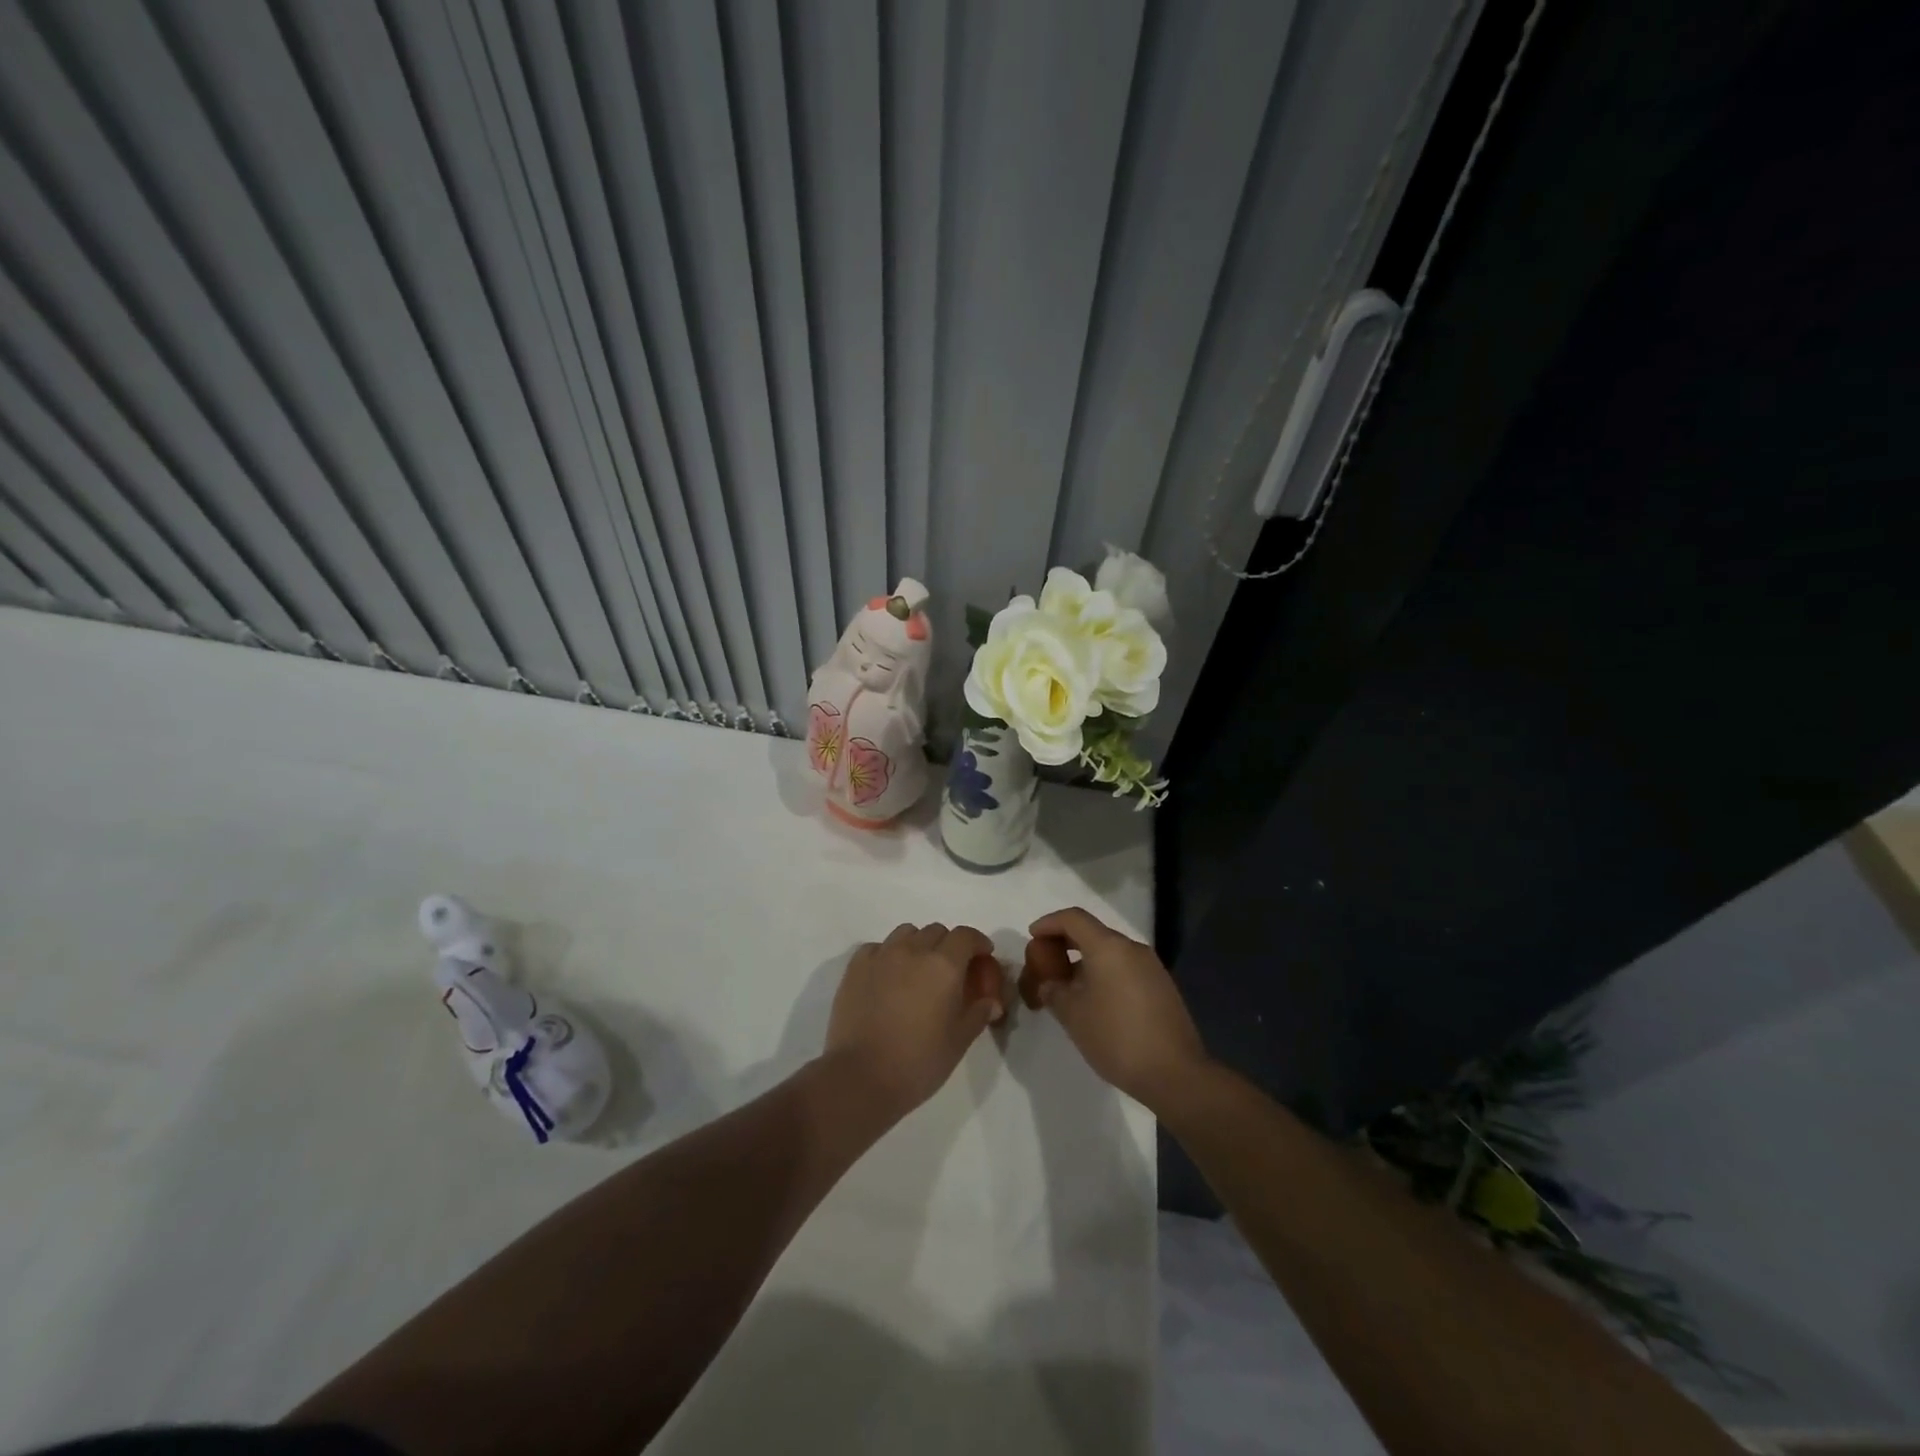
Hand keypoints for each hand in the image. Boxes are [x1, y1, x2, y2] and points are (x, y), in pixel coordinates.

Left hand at [824, 922, 1005, 1115]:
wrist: (861, 1077)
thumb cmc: (919, 1062)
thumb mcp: (959, 1041)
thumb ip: (978, 1013)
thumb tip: (991, 1001)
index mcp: (944, 965)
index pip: (966, 936)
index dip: (978, 942)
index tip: (982, 956)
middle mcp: (913, 950)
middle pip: (936, 931)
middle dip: (948, 945)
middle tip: (950, 971)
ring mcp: (882, 955)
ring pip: (906, 933)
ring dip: (918, 945)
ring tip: (917, 971)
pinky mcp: (856, 966)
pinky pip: (878, 947)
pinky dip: (888, 955)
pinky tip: (888, 977)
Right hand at [1025, 908, 1208, 1110]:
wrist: (1175, 1074)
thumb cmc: (1116, 1038)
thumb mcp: (1073, 1016)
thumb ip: (1054, 991)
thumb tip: (1049, 984)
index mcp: (1108, 947)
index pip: (1073, 918)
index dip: (1049, 923)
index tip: (1032, 937)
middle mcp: (1132, 948)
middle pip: (1092, 932)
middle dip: (1065, 943)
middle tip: (1045, 962)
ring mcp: (1151, 967)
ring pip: (1110, 952)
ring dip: (1085, 960)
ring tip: (1067, 985)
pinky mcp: (1162, 987)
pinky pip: (1125, 968)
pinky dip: (1104, 973)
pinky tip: (1095, 1000)